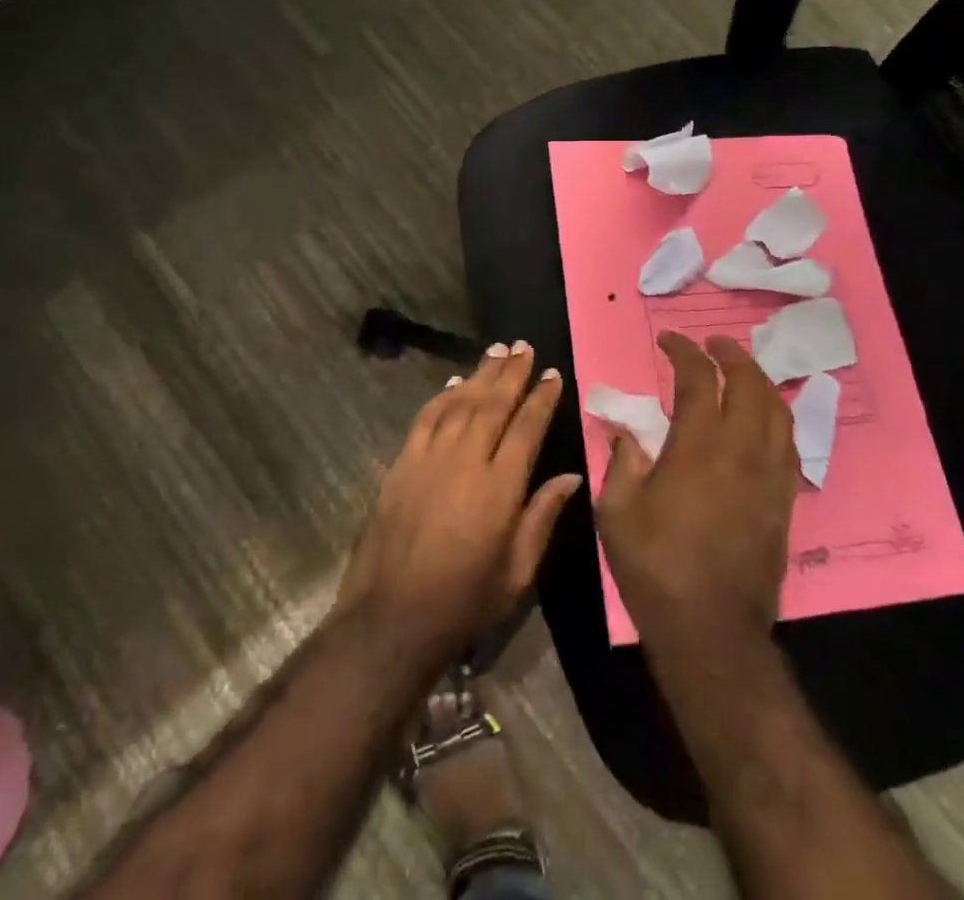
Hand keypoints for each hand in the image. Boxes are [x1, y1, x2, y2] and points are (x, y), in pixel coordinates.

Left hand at [336, 342, 580, 670]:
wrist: (393, 616)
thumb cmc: (465, 600)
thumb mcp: (518, 571)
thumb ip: (543, 516)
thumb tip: (571, 477)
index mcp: (500, 487)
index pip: (526, 427)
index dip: (541, 398)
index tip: (553, 374)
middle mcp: (465, 460)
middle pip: (492, 404)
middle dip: (511, 372)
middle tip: (524, 347)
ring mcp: (429, 458)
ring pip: (459, 403)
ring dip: (479, 374)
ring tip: (496, 350)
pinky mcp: (402, 463)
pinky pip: (425, 418)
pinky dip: (442, 396)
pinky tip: (453, 383)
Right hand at [596, 332, 797, 647]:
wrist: (711, 631)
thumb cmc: (656, 568)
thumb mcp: (617, 512)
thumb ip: (622, 461)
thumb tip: (625, 430)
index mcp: (697, 448)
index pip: (698, 379)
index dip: (684, 352)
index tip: (669, 340)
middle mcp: (741, 452)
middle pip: (749, 384)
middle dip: (730, 354)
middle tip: (712, 343)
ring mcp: (769, 476)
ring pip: (777, 410)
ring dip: (759, 381)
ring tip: (741, 371)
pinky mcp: (784, 501)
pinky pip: (789, 443)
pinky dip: (776, 417)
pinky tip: (763, 419)